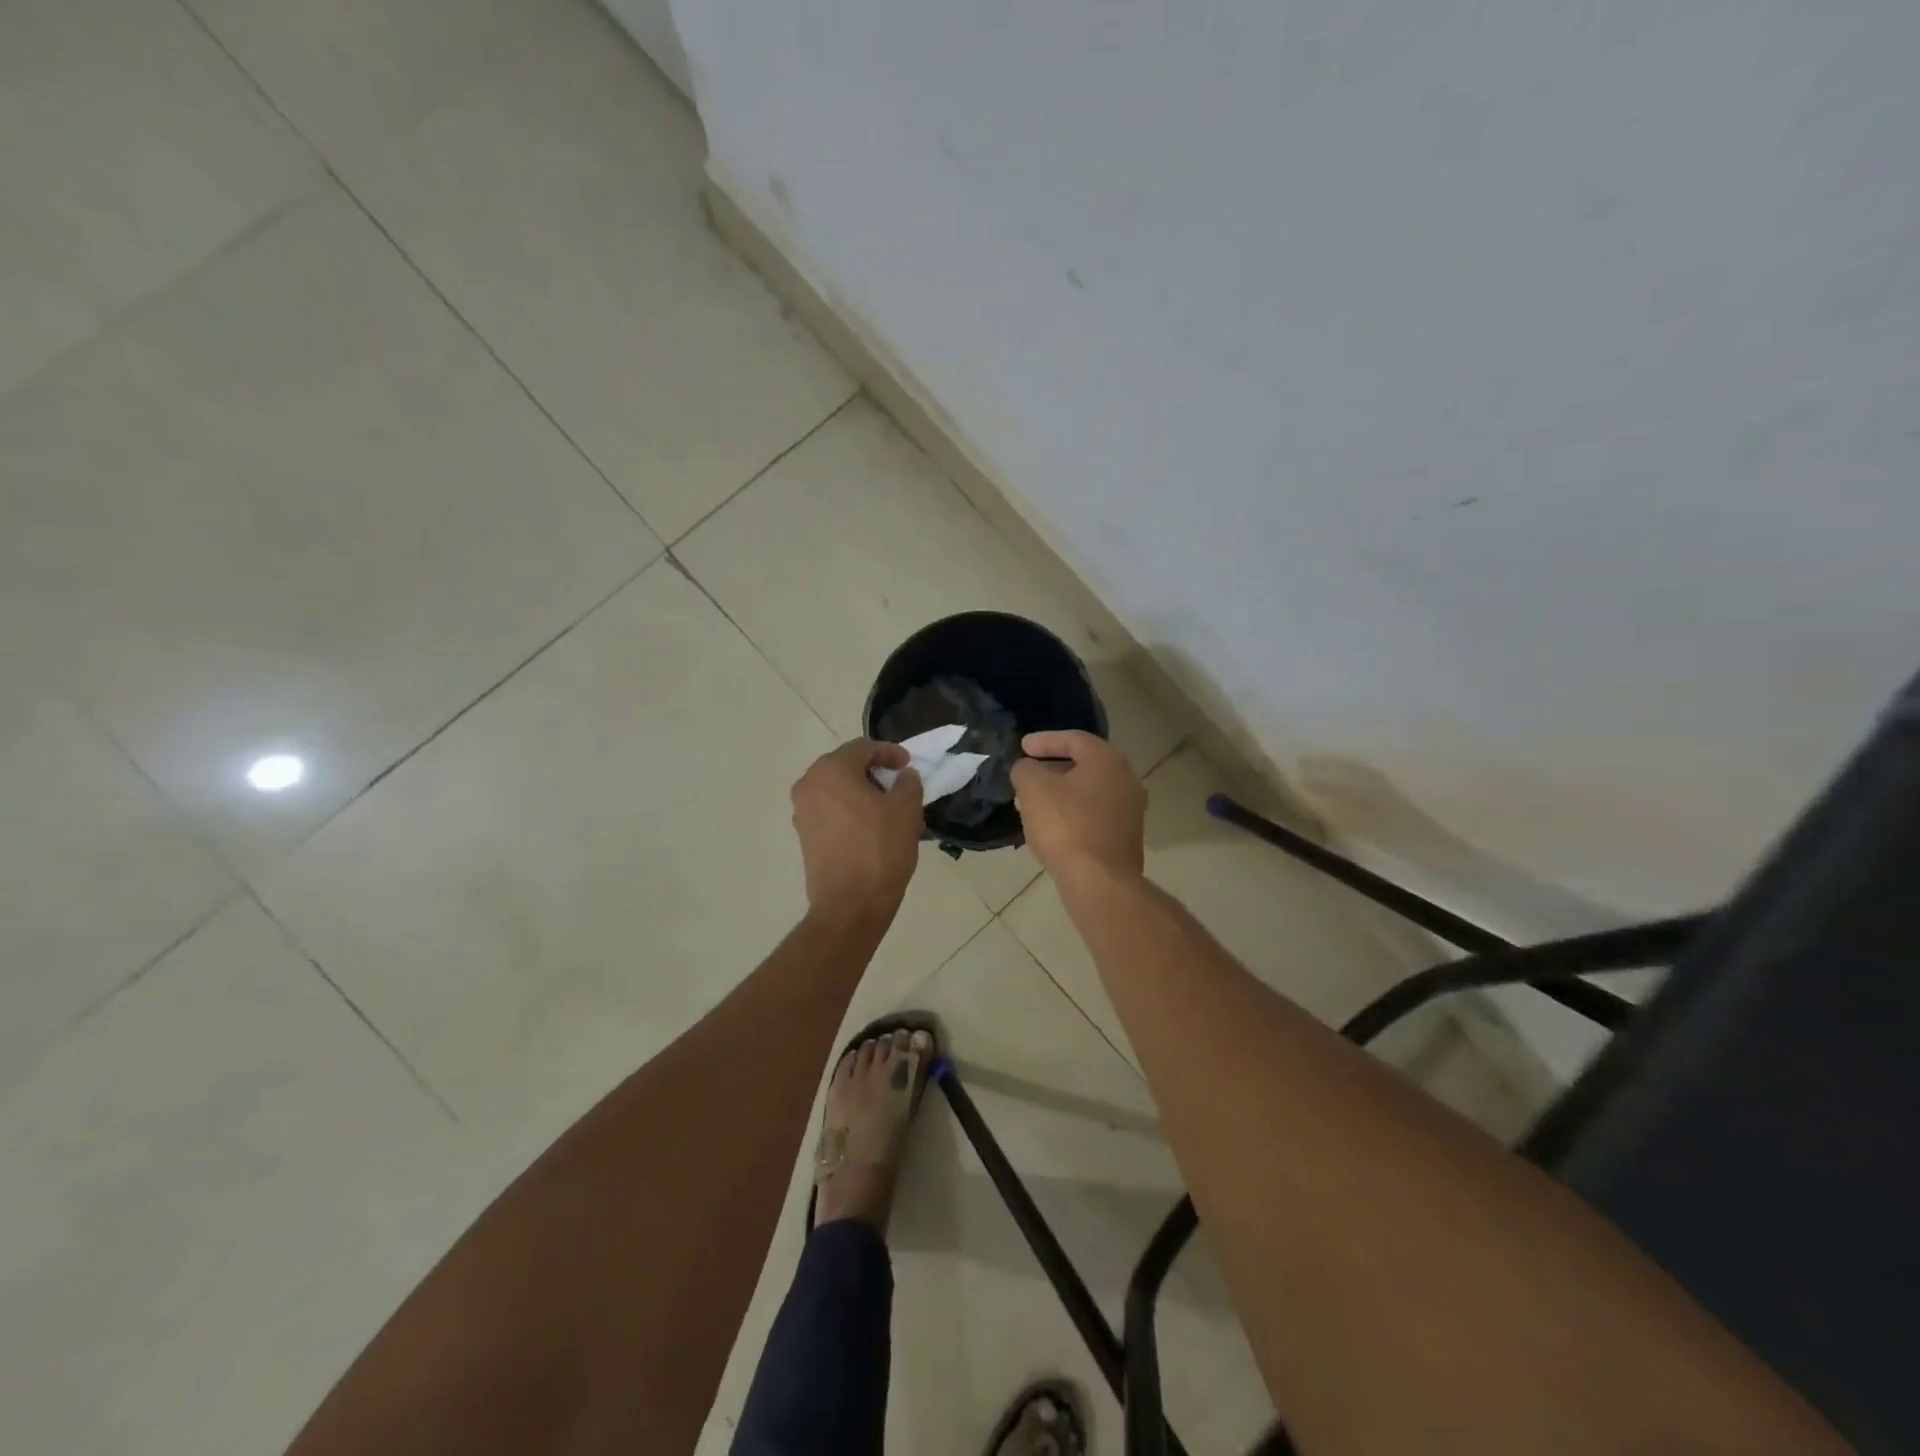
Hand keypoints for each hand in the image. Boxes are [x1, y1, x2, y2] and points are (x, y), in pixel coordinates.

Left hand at [791, 739, 923, 921]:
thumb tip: (903, 776)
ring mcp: (802, 812)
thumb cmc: (880, 849)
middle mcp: (809, 785)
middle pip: (845, 766)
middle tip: (899, 782)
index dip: (889, 752)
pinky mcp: (804, 835)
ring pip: (836, 789)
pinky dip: (850, 809)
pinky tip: (871, 825)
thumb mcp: (906, 810)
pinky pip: (830, 810)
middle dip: (874, 770)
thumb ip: (908, 783)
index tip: (909, 765)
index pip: (862, 747)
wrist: (850, 904)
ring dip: (862, 791)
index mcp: (830, 770)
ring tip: (888, 805)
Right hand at [1010, 730, 1146, 883]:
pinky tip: (1051, 825)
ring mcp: (1130, 810)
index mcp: (1107, 760)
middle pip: (1084, 764)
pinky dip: (1072, 812)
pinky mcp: (1126, 837)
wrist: (1100, 882)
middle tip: (1027, 774)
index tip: (1022, 747)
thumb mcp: (1033, 789)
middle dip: (1052, 767)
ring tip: (1032, 801)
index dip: (1043, 741)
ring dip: (1061, 792)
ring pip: (1089, 791)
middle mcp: (1126, 779)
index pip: (1074, 739)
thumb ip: (1025, 769)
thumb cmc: (1065, 826)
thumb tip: (1026, 769)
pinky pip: (1094, 814)